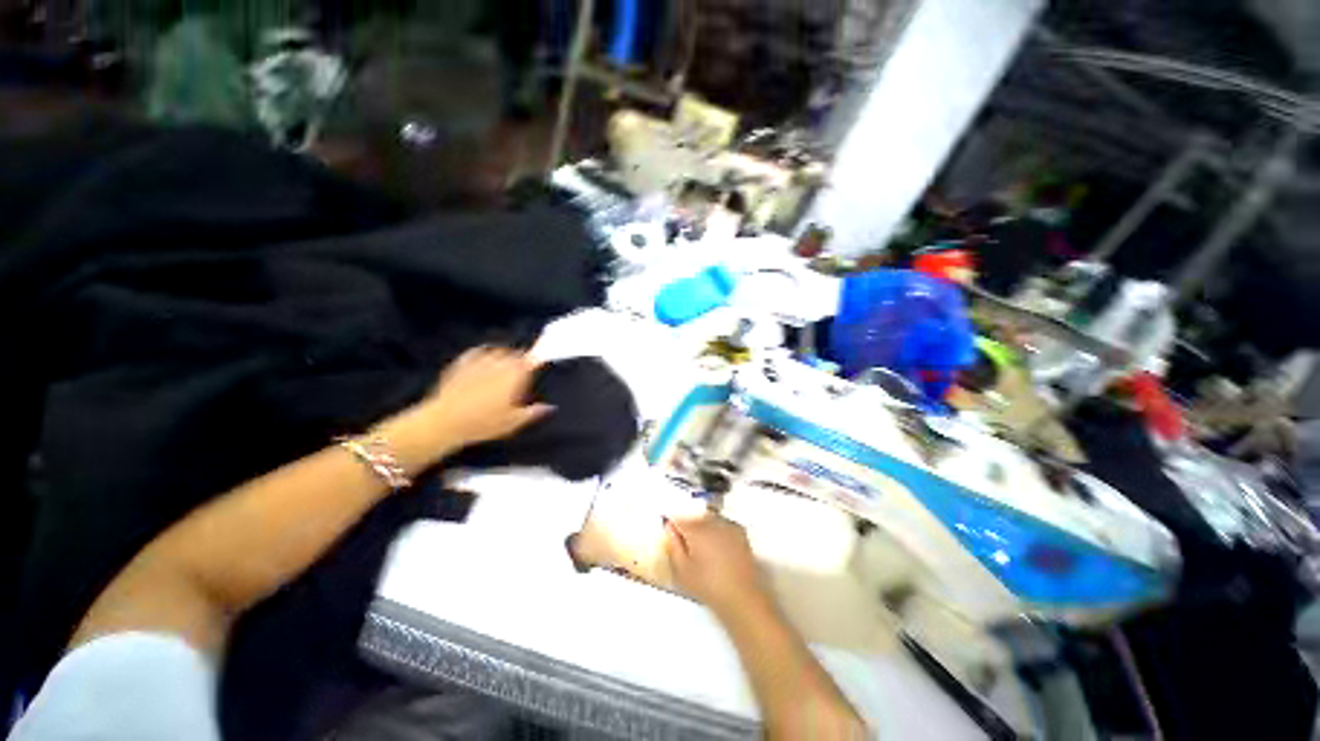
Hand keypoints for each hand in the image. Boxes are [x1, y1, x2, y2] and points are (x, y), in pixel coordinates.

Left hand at [405, 347, 554, 455]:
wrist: (444, 422)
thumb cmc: (483, 424)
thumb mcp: (513, 422)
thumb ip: (533, 412)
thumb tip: (550, 407)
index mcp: (515, 376)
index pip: (531, 360)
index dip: (537, 360)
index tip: (540, 363)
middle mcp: (499, 364)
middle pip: (515, 353)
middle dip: (521, 359)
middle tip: (523, 369)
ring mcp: (479, 361)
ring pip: (497, 350)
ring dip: (504, 354)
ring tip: (506, 363)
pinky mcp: (462, 363)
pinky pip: (477, 351)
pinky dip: (484, 352)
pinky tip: (484, 356)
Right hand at [663, 513, 769, 618]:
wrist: (742, 597)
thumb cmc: (708, 586)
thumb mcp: (683, 571)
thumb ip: (673, 546)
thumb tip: (669, 528)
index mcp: (695, 529)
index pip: (678, 519)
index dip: (673, 527)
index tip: (673, 538)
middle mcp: (712, 521)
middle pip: (694, 518)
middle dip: (689, 528)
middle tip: (688, 548)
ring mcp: (728, 525)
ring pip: (709, 520)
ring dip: (704, 528)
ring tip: (705, 550)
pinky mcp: (740, 532)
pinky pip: (723, 525)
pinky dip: (719, 531)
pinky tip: (719, 547)